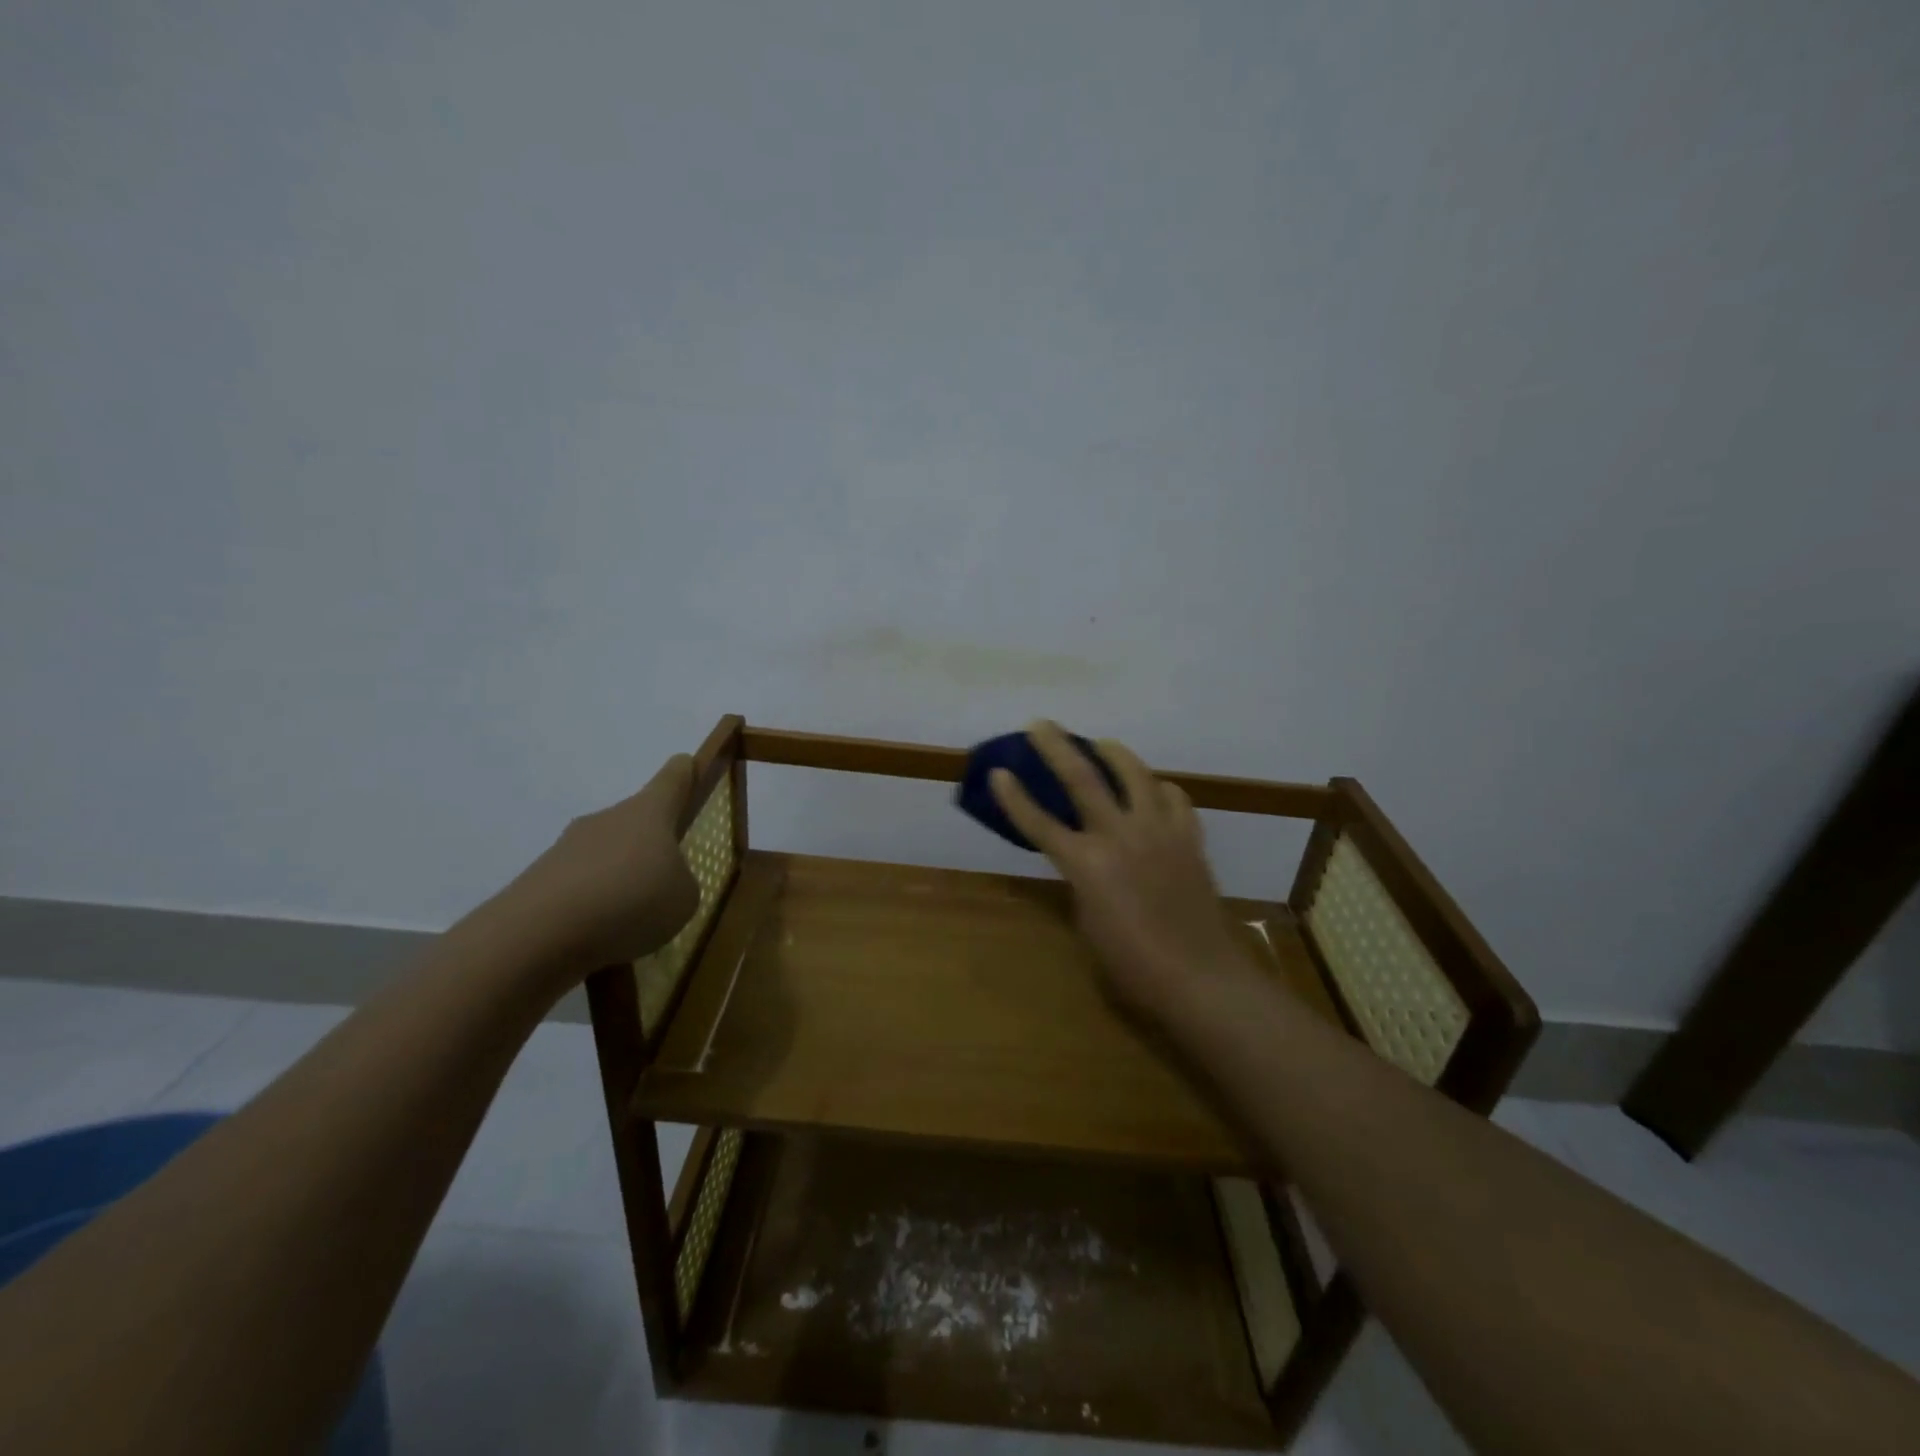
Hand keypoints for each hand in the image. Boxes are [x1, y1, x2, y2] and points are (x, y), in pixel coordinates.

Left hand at [495, 755, 701, 980]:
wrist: (538, 934)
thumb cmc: (631, 900)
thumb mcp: (684, 898)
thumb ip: (681, 883)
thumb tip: (663, 882)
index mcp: (649, 812)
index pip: (671, 779)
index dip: (684, 772)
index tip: (687, 764)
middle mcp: (607, 819)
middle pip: (636, 822)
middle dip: (650, 845)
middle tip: (666, 880)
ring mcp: (568, 848)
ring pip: (606, 856)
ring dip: (620, 879)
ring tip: (632, 922)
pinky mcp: (540, 881)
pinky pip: (580, 889)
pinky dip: (592, 909)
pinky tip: (599, 940)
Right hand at [990, 721, 1258, 1023]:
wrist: (1199, 977)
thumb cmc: (1132, 964)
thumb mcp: (1088, 922)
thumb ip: (1081, 882)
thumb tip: (1083, 861)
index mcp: (1086, 864)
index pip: (1039, 822)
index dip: (1014, 796)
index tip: (998, 770)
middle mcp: (1120, 836)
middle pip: (1082, 778)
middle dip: (1056, 747)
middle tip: (1041, 724)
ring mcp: (1159, 832)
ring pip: (1135, 774)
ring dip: (1114, 753)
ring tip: (1102, 745)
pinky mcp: (1189, 838)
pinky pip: (1175, 798)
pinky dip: (1159, 789)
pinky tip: (1153, 791)